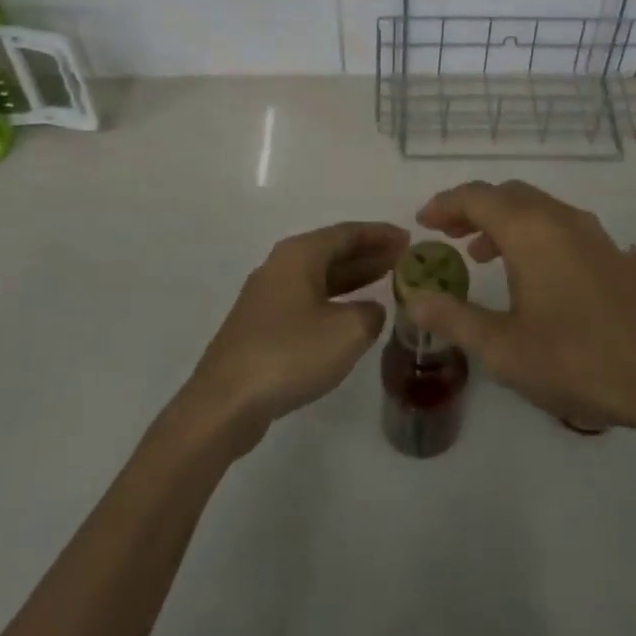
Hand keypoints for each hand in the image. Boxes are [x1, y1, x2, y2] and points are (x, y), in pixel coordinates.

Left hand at [180, 221, 406, 453]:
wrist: (225, 402)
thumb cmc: (290, 354)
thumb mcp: (348, 332)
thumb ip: (371, 314)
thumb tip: (371, 310)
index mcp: (299, 254)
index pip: (348, 232)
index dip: (381, 234)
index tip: (410, 239)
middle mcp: (280, 266)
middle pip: (332, 251)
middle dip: (369, 253)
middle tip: (403, 259)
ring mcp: (267, 297)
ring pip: (319, 276)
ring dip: (353, 277)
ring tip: (386, 281)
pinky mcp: (262, 326)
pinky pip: (308, 299)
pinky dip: (334, 299)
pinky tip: (351, 315)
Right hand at [405, 181, 635, 430]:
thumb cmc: (575, 359)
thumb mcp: (503, 347)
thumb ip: (454, 317)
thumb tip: (413, 296)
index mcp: (529, 230)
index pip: (476, 197)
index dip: (444, 205)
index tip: (422, 223)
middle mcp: (559, 218)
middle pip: (506, 195)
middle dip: (471, 208)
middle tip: (445, 234)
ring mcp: (590, 232)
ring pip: (535, 208)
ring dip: (502, 220)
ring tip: (478, 253)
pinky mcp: (609, 252)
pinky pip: (557, 224)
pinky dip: (529, 233)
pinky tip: (526, 272)